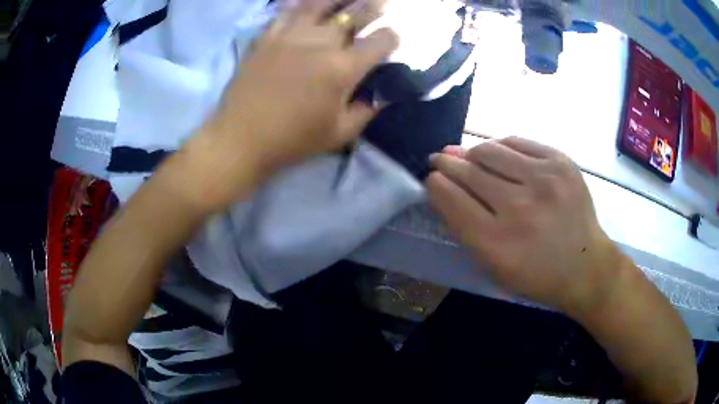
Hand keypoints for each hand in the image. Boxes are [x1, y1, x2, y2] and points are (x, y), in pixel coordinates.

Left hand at [179, 0, 396, 212]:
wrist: (241, 138)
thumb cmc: (292, 140)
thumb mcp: (339, 133)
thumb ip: (367, 109)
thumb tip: (385, 92)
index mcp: (343, 68)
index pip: (379, 42)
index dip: (391, 38)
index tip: (391, 40)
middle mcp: (320, 43)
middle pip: (354, 15)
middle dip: (373, 7)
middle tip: (381, 2)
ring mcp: (290, 35)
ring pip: (320, 4)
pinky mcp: (266, 37)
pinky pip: (286, 11)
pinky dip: (299, 5)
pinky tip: (306, 4)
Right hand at [427, 137, 622, 315]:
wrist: (586, 266)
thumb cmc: (536, 275)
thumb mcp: (493, 267)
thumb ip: (465, 228)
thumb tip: (444, 186)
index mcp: (497, 243)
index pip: (452, 199)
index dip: (436, 184)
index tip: (432, 177)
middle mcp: (520, 207)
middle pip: (469, 171)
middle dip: (448, 164)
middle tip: (440, 159)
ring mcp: (544, 180)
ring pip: (490, 150)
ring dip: (472, 152)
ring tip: (468, 157)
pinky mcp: (561, 162)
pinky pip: (517, 142)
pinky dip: (501, 146)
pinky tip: (497, 153)